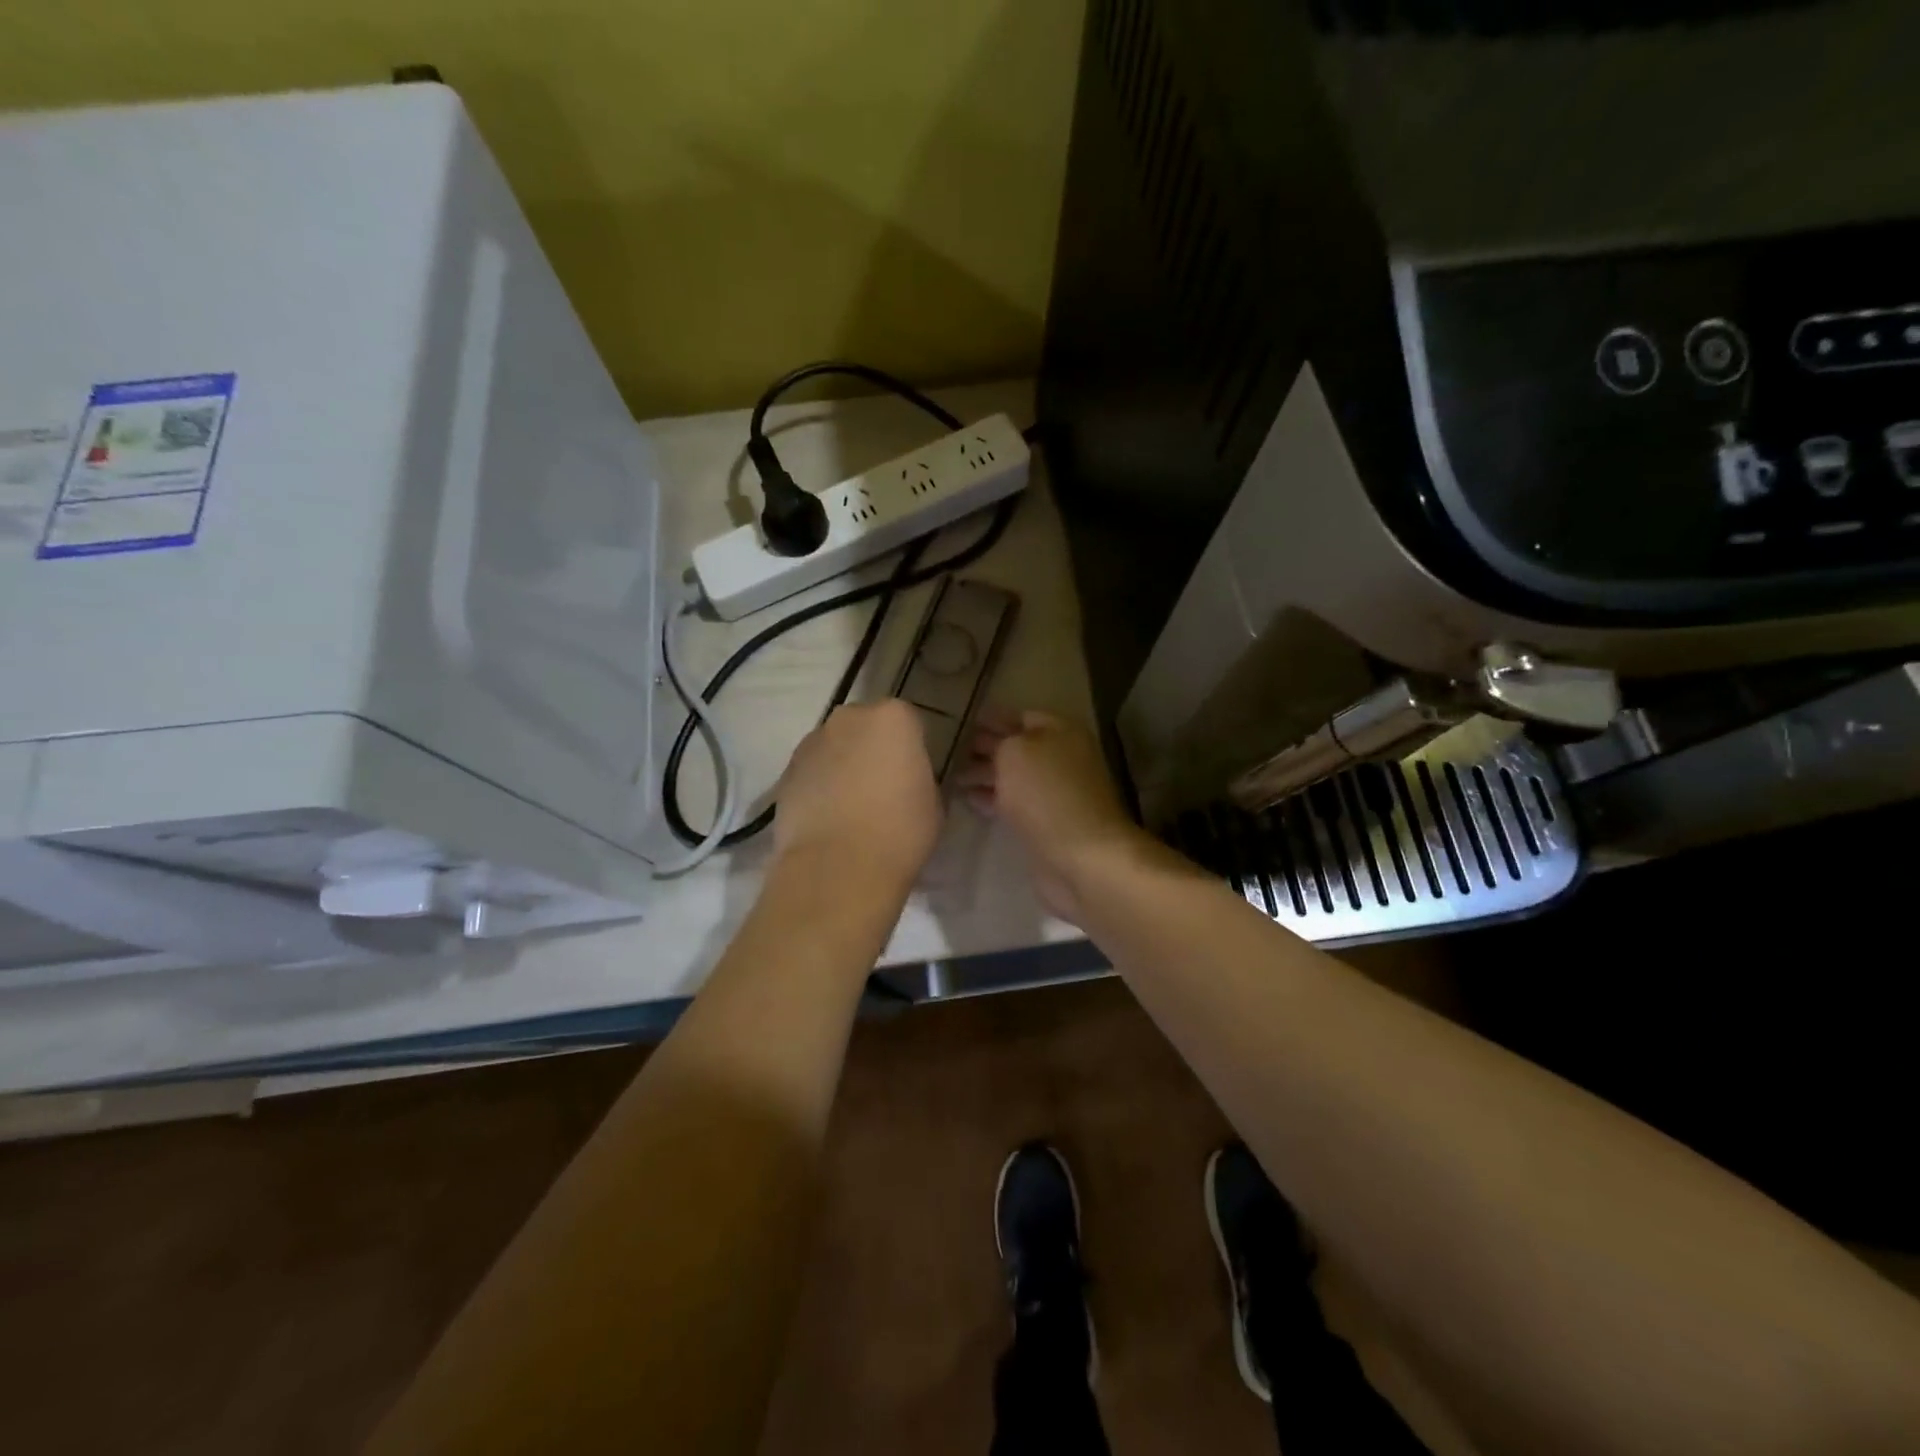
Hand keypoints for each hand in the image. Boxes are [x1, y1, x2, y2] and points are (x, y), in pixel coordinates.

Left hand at [774, 699, 941, 891]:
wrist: (838, 867)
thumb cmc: (900, 832)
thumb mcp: (934, 804)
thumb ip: (921, 779)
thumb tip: (909, 783)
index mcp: (893, 718)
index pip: (908, 722)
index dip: (912, 749)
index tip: (914, 775)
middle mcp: (849, 718)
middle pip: (866, 726)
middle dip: (873, 749)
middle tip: (883, 787)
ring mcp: (812, 742)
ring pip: (834, 747)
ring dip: (843, 766)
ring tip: (851, 808)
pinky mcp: (786, 772)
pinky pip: (812, 771)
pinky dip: (819, 786)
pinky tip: (828, 818)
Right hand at [957, 709, 1157, 923]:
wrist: (1081, 856)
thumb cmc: (1046, 793)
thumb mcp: (1015, 752)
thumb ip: (1000, 742)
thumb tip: (993, 746)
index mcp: (1061, 731)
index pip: (1022, 715)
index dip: (993, 718)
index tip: (963, 721)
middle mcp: (1062, 758)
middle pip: (1019, 747)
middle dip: (987, 747)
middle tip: (952, 749)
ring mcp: (1056, 792)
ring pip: (1015, 776)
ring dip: (986, 774)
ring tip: (953, 775)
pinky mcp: (1047, 822)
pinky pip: (1015, 802)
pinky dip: (992, 799)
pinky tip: (969, 799)